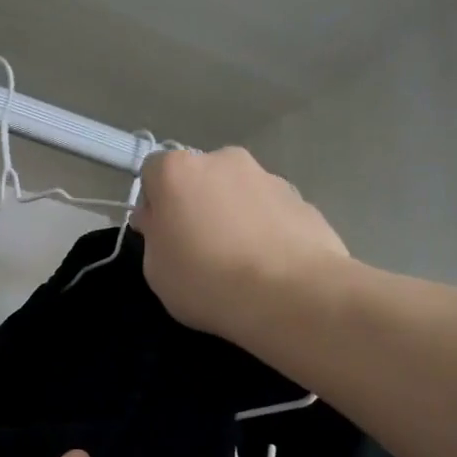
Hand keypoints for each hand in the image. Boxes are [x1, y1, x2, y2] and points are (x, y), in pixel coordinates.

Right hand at [132, 146, 350, 342]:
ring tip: (239, 261)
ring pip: (238, 192)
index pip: (154, 171)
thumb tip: (162, 221)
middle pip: (200, 177)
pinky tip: (268, 265)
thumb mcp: (155, 270)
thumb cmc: (206, 281)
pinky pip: (270, 211)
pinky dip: (265, 229)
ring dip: (233, 215)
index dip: (155, 203)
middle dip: (197, 204)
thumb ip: (154, 236)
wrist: (290, 295)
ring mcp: (268, 177)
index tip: (161, 234)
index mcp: (178, 171)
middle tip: (199, 248)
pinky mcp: (302, 199)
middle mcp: (224, 160)